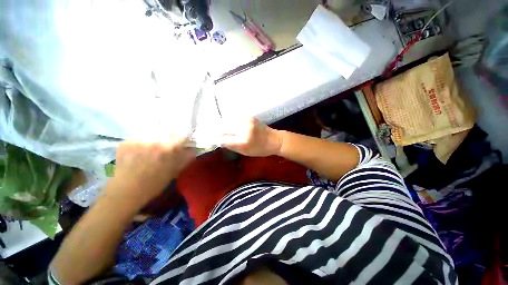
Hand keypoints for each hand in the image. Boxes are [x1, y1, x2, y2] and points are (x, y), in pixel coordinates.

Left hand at [108, 137, 195, 204]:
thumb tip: (192, 150)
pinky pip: (139, 138)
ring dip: (156, 140)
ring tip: (152, 151)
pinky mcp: (126, 142)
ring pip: (153, 134)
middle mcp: (154, 140)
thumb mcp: (174, 172)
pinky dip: (142, 143)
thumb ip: (185, 159)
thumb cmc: (153, 184)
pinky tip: (139, 153)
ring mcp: (137, 140)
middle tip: (167, 148)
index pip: (183, 136)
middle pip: (168, 132)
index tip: (183, 144)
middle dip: (170, 139)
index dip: (185, 140)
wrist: (125, 192)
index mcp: (168, 148)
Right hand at [221, 118, 281, 156]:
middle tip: (219, 135)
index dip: (219, 139)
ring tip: (225, 130)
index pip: (224, 139)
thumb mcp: (245, 151)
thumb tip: (220, 140)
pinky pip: (236, 118)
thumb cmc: (261, 149)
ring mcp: (247, 120)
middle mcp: (244, 128)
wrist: (275, 140)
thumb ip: (231, 145)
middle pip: (224, 127)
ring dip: (225, 125)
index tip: (217, 140)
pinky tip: (233, 126)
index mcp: (243, 140)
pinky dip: (232, 122)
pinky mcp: (249, 116)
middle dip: (220, 131)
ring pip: (229, 121)